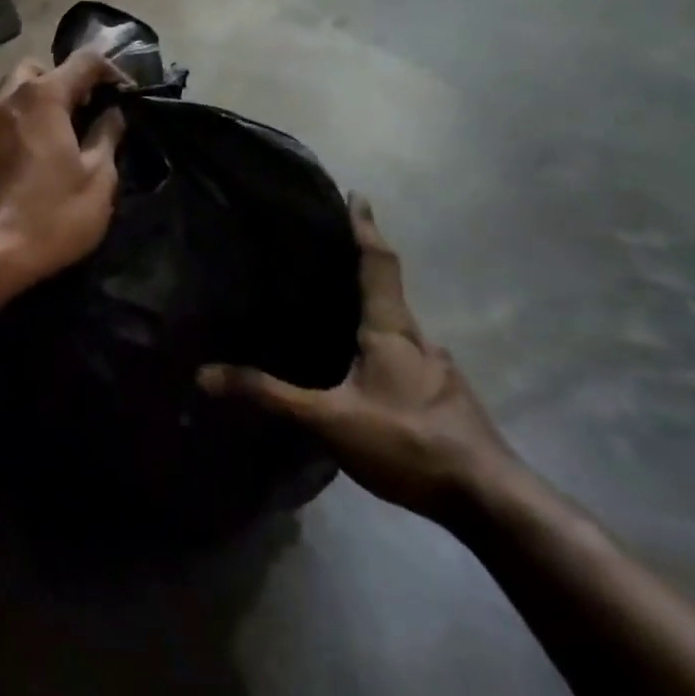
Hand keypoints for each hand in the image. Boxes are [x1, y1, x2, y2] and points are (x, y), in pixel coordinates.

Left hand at [0, 49, 126, 289]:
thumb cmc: (51, 215)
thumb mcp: (97, 180)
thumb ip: (107, 137)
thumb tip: (112, 114)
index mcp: (43, 98)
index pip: (83, 61)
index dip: (111, 70)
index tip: (126, 94)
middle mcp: (6, 99)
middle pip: (36, 70)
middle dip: (62, 82)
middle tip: (83, 114)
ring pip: (11, 96)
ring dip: (36, 106)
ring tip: (57, 140)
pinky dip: (16, 130)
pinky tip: (28, 162)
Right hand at [198, 194, 517, 521]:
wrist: (491, 500)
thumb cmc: (408, 443)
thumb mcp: (328, 421)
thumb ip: (269, 396)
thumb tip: (204, 374)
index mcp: (391, 330)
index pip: (378, 264)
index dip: (366, 228)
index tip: (357, 196)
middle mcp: (419, 339)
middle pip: (390, 289)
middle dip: (364, 264)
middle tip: (329, 252)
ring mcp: (439, 369)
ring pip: (401, 325)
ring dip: (374, 308)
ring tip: (340, 310)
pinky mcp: (448, 396)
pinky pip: (408, 354)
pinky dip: (386, 343)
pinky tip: (367, 368)